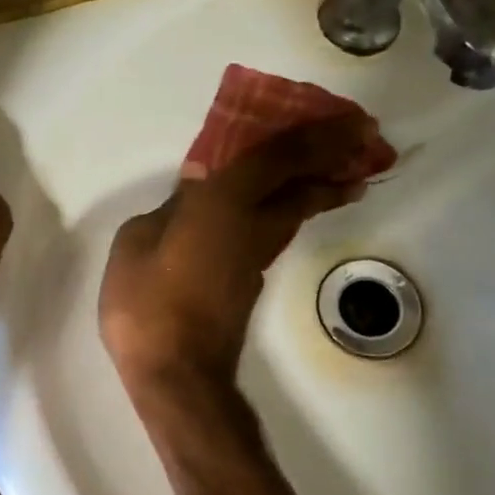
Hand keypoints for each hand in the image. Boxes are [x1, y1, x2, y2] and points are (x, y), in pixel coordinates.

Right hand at [100, 112, 393, 394]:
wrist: (176, 373)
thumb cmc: (146, 302)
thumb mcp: (134, 243)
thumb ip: (166, 210)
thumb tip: (192, 192)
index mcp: (223, 204)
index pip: (278, 158)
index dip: (317, 135)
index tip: (352, 121)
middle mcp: (251, 227)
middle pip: (302, 188)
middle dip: (333, 162)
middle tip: (361, 143)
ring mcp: (254, 261)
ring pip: (293, 216)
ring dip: (317, 192)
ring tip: (335, 178)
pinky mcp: (248, 287)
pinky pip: (271, 236)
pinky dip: (283, 216)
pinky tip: (266, 217)